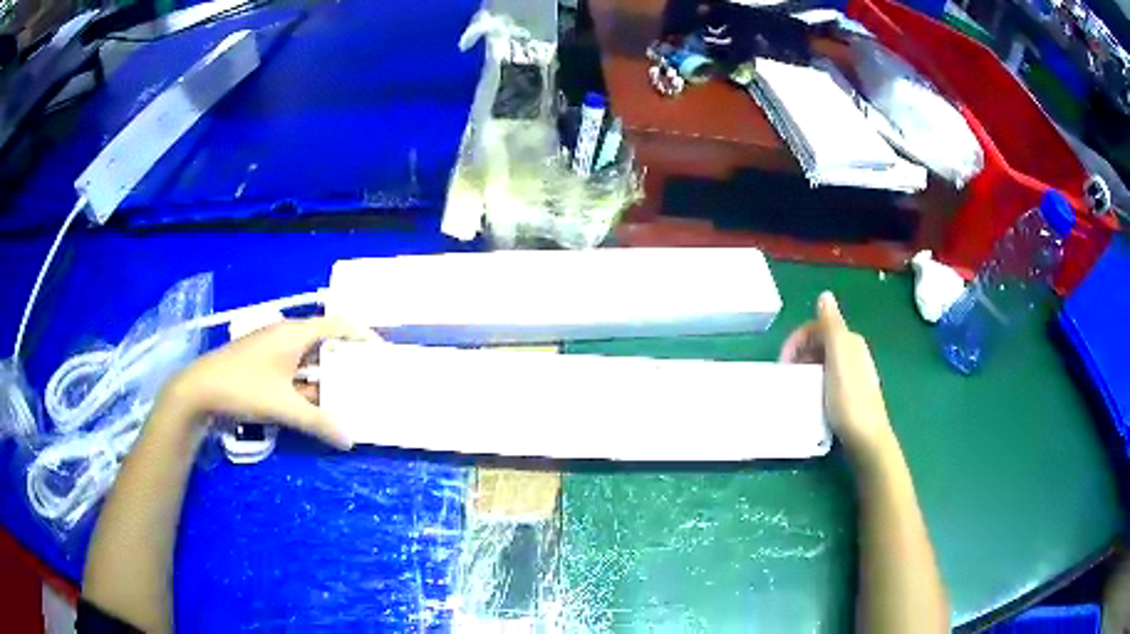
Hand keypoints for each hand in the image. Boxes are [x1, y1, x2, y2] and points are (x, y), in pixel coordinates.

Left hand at [161, 317, 373, 448]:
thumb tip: (349, 440)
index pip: (337, 324)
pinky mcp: (261, 365)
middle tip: (367, 377)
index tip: (381, 352)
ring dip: (325, 377)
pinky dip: (307, 386)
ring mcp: (271, 351)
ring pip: (307, 360)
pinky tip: (315, 405)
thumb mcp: (283, 407)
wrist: (198, 391)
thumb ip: (318, 423)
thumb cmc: (243, 387)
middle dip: (345, 360)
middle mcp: (284, 336)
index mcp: (293, 334)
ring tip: (347, 395)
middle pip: (323, 342)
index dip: (361, 335)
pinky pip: (293, 371)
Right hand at [780, 292, 896, 462]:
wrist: (866, 437)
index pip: (819, 326)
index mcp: (850, 340)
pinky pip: (827, 377)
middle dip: (800, 353)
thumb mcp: (837, 357)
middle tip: (786, 375)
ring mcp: (853, 373)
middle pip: (821, 342)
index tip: (783, 361)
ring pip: (823, 360)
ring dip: (805, 368)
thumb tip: (825, 294)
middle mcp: (853, 351)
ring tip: (795, 386)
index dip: (798, 338)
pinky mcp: (850, 392)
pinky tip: (810, 395)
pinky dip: (814, 381)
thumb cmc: (848, 398)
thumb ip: (831, 325)